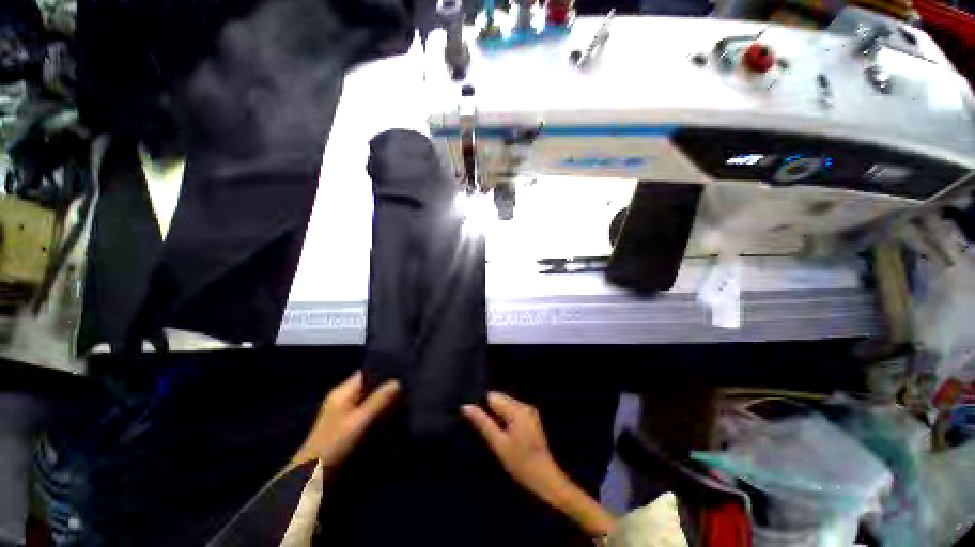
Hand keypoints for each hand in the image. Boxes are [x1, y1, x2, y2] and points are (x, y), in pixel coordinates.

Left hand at [290, 370, 399, 471]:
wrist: (313, 481)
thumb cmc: (334, 446)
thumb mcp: (359, 421)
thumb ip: (379, 400)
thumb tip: (398, 381)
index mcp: (344, 392)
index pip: (369, 372)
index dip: (387, 370)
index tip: (407, 372)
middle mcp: (347, 400)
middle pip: (373, 387)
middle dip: (390, 389)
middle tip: (412, 389)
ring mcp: (349, 416)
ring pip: (375, 402)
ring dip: (389, 404)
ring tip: (410, 403)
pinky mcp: (353, 431)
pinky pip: (373, 417)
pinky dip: (384, 417)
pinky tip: (399, 419)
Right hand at [463, 392, 615, 537]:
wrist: (545, 478)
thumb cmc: (520, 463)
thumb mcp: (498, 444)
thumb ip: (482, 422)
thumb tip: (465, 406)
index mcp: (517, 409)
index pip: (493, 396)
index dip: (483, 407)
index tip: (479, 423)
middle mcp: (524, 404)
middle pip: (499, 399)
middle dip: (491, 412)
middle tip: (489, 432)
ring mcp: (529, 410)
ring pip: (505, 405)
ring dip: (498, 416)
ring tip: (497, 436)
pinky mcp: (530, 417)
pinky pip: (512, 411)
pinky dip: (505, 419)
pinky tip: (506, 435)